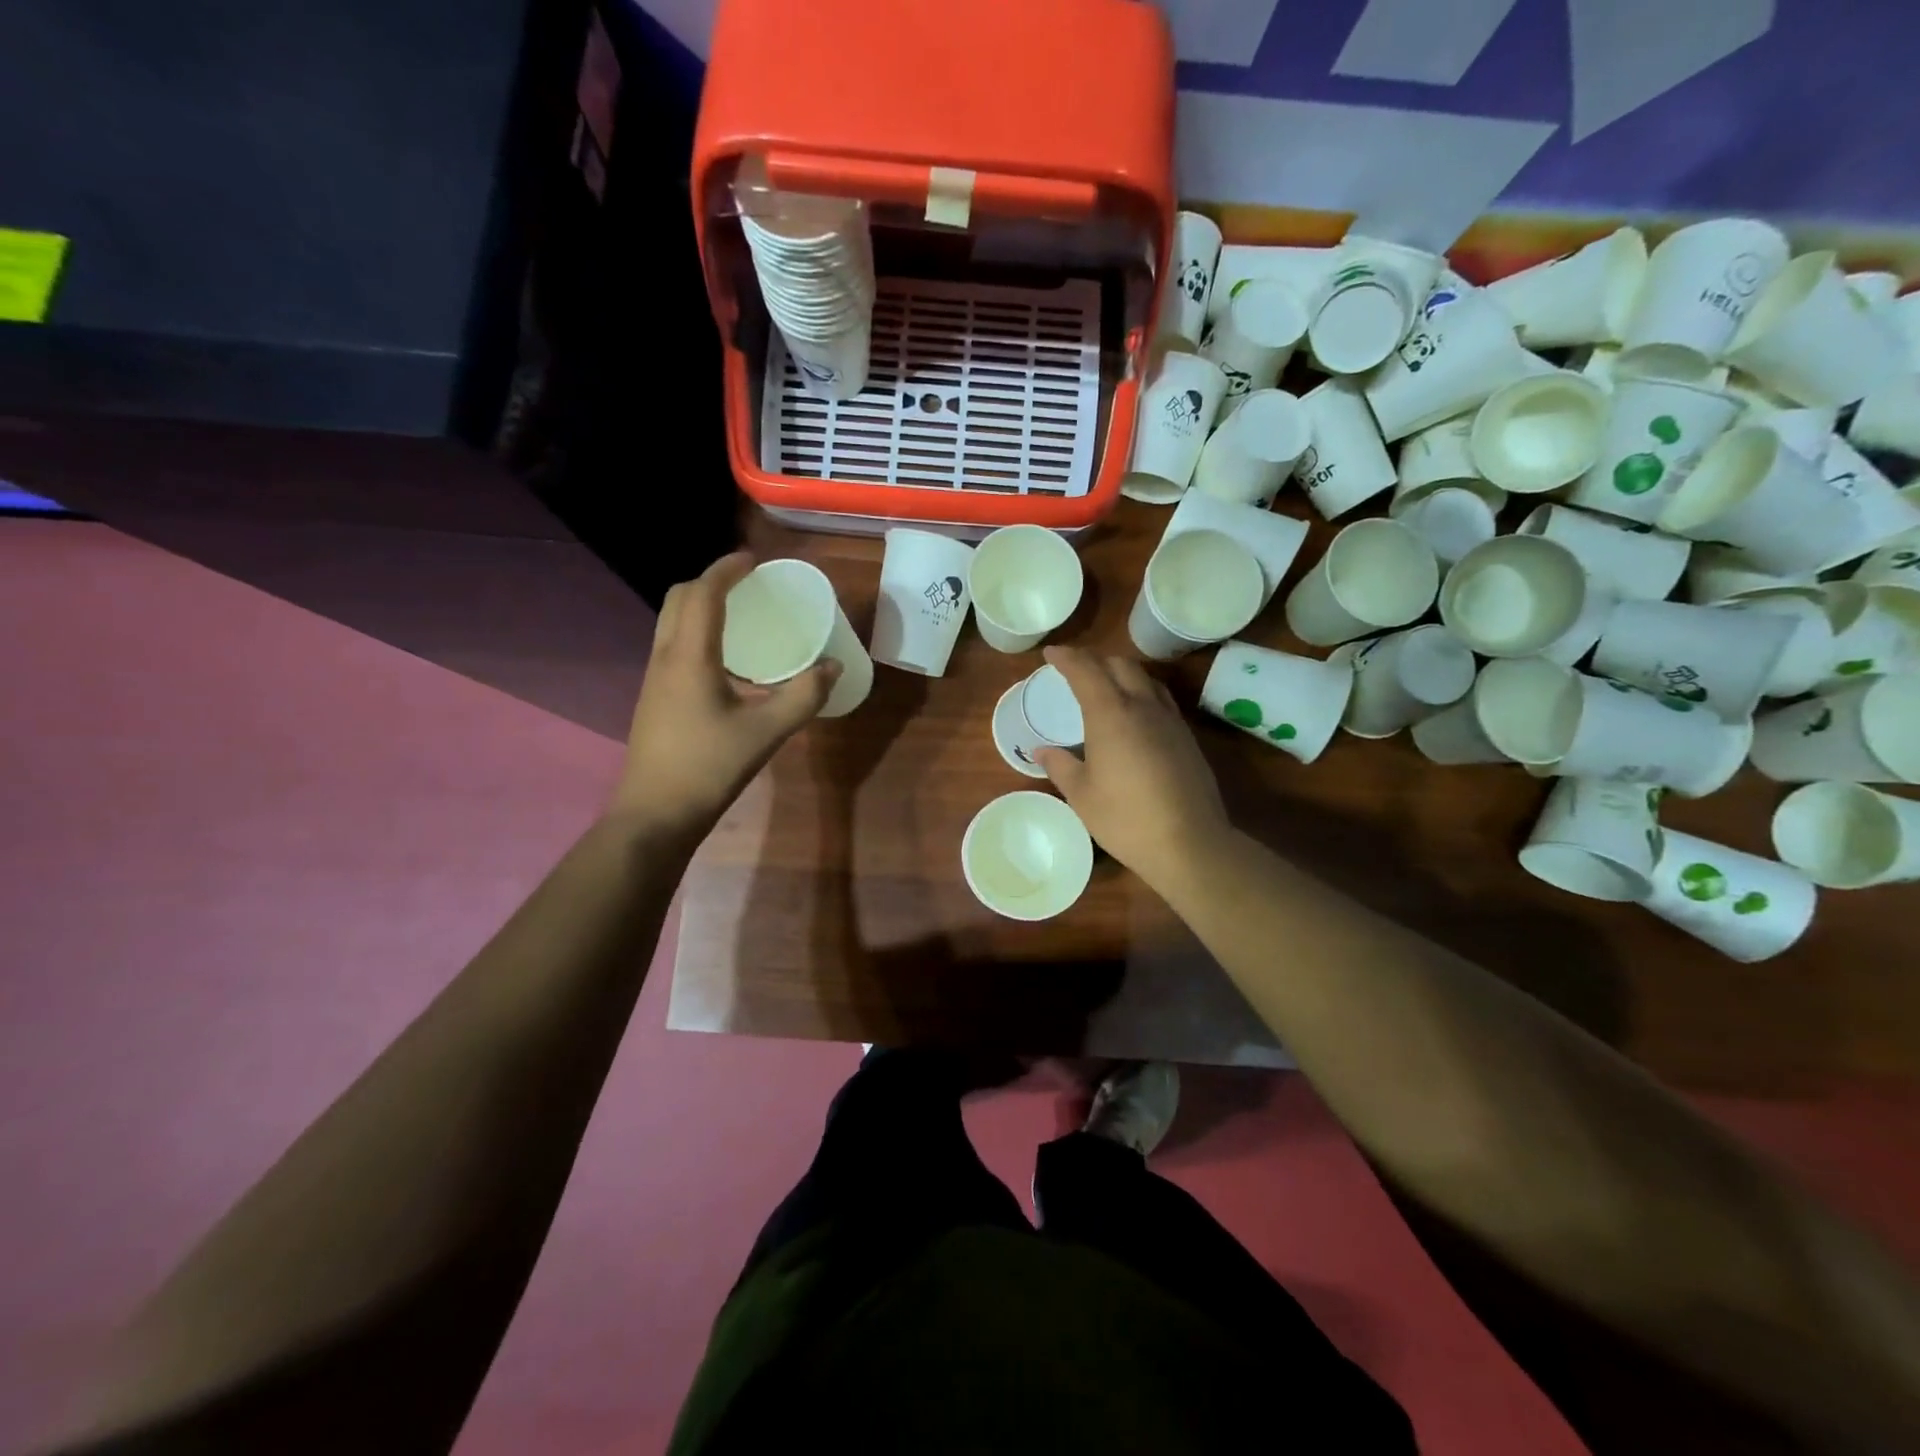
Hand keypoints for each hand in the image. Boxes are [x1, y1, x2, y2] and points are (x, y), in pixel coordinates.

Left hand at [609, 552, 838, 838]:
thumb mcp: (767, 732)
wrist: (655, 814)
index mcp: (690, 656)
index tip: (754, 561)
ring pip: (671, 623)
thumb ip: (803, 696)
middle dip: (710, 582)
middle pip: (679, 599)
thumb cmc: (709, 768)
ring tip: (739, 617)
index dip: (727, 570)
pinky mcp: (654, 699)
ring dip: (700, 607)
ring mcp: (655, 679)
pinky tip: (726, 663)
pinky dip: (696, 634)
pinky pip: (673, 647)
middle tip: (747, 587)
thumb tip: (833, 667)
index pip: (703, 594)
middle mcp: (665, 658)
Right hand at [1034, 647, 1231, 896]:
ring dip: (1122, 673)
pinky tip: (1135, 715)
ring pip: (1146, 680)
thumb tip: (1042, 751)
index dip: (1067, 658)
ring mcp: (1170, 721)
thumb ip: (1060, 766)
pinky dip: (1141, 694)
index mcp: (1111, 715)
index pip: (1086, 671)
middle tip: (1076, 668)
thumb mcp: (1081, 795)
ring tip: (1106, 685)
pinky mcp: (1187, 739)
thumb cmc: (1125, 819)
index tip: (1051, 653)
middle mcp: (1143, 708)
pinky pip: (1161, 701)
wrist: (1189, 843)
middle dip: (1096, 660)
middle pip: (1121, 666)